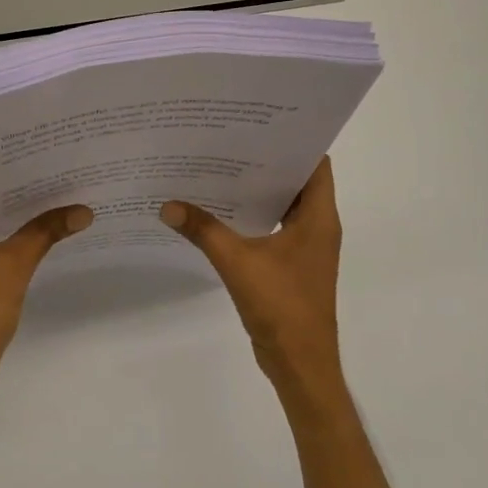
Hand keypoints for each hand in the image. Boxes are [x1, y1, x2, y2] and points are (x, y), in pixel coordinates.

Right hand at [161, 158, 343, 395]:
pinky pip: (272, 226)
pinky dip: (252, 215)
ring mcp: (305, 246)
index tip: (261, 123)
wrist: (300, 364)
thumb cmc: (282, 307)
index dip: (293, 140)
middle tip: (229, 139)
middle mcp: (318, 226)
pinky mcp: (291, 264)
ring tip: (219, 166)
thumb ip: (203, 230)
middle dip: (266, 159)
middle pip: (296, 180)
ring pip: (283, 204)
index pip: (316, 163)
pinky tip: (219, 209)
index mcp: (319, 217)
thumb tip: (168, 205)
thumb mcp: (238, 262)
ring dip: (257, 188)